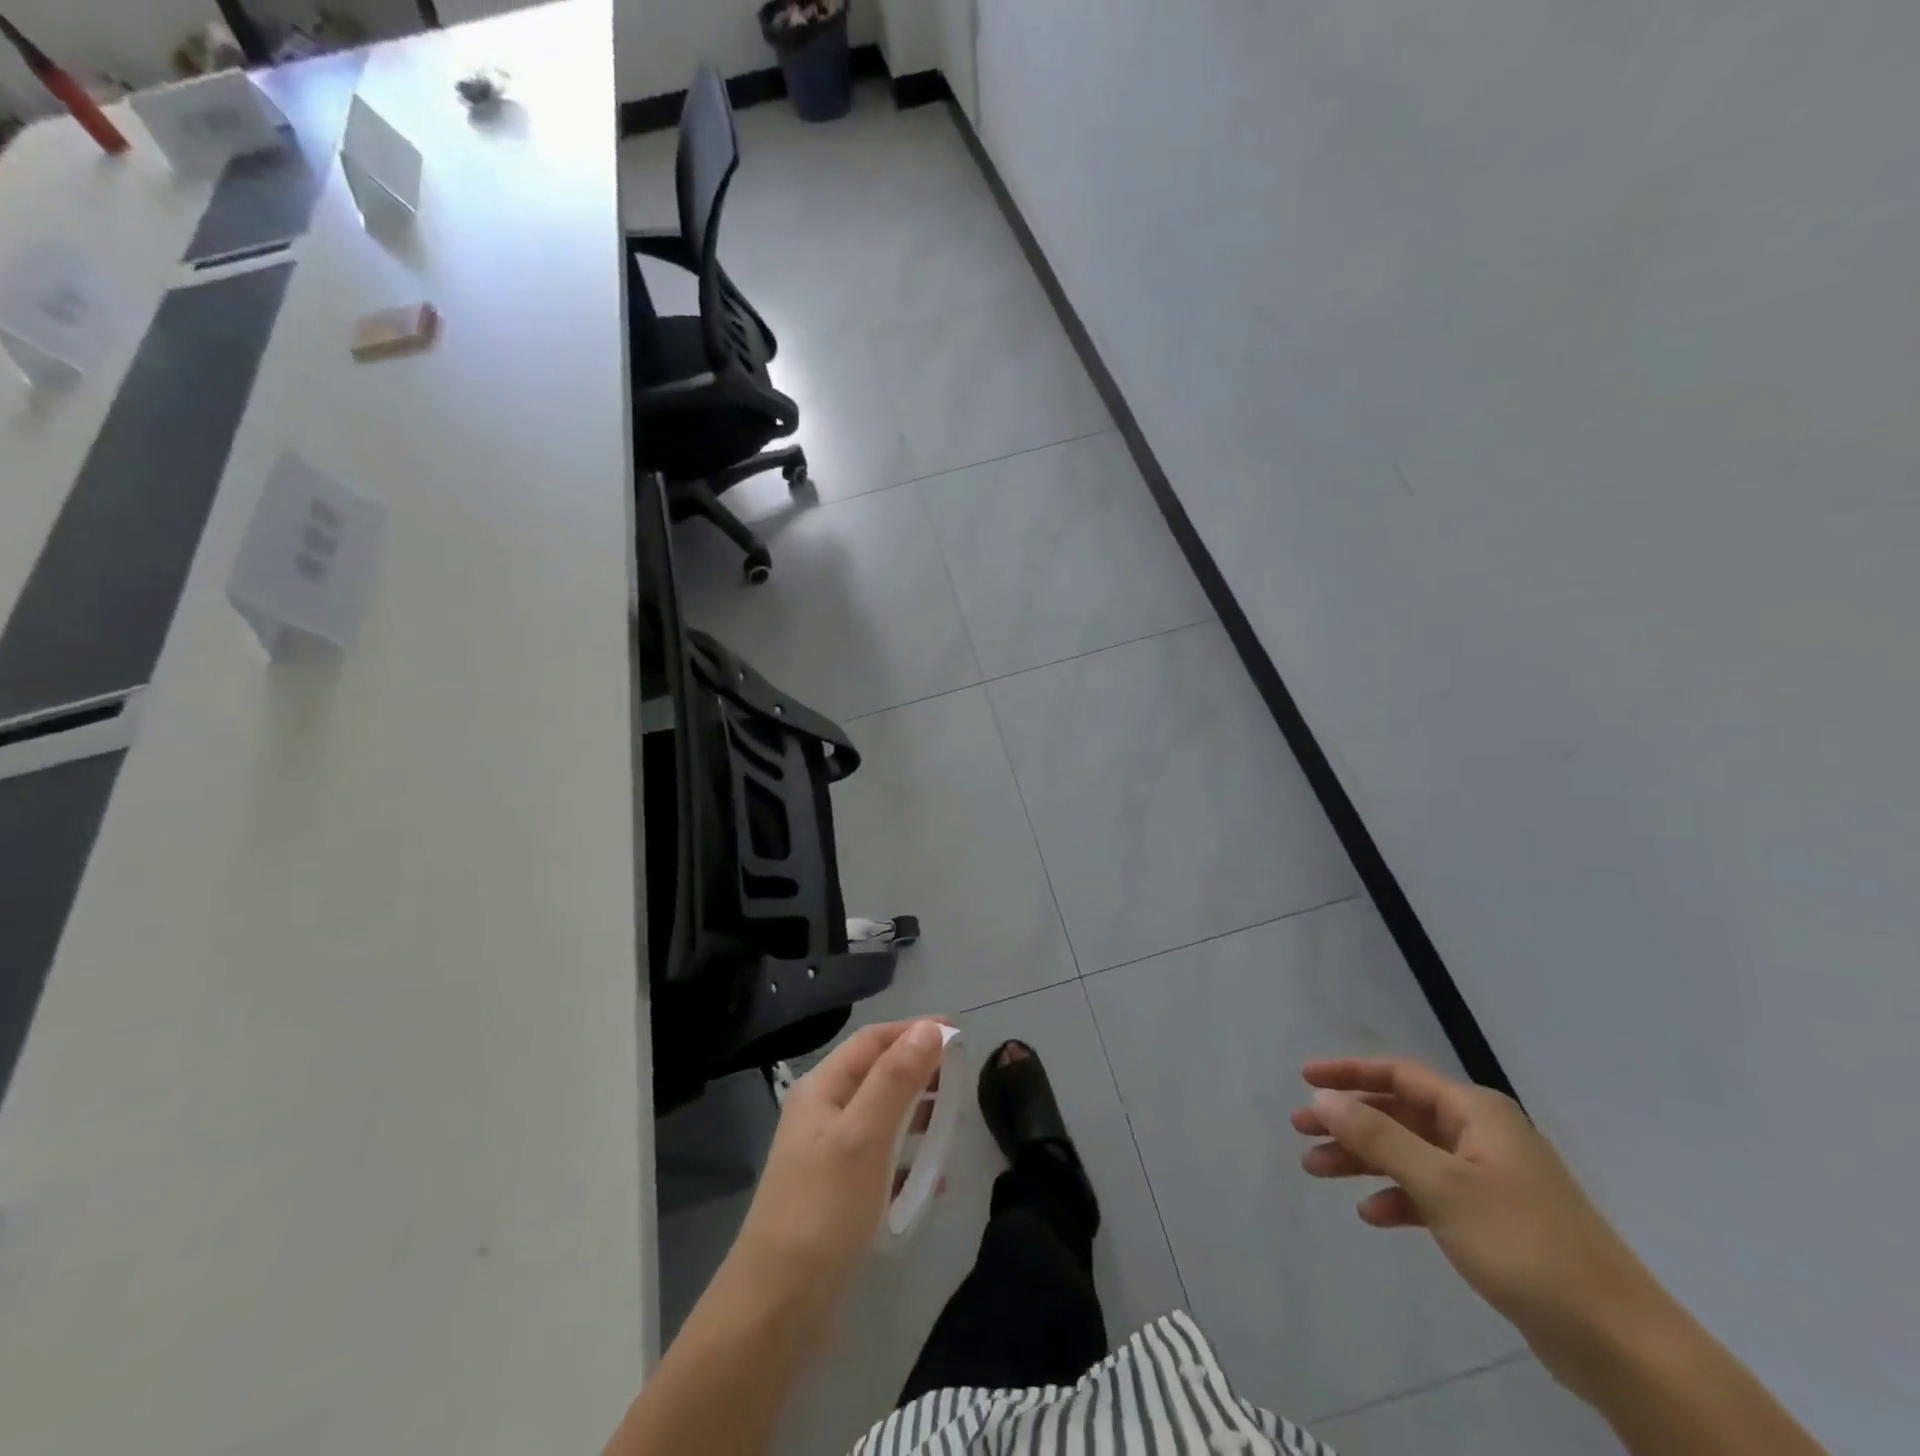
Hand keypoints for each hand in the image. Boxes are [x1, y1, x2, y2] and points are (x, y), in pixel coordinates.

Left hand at [728, 1019, 947, 1321]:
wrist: (776, 1309)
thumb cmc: (822, 1209)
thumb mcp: (864, 1135)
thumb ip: (896, 1079)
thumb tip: (929, 1028)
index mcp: (822, 1089)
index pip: (873, 1040)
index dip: (914, 1031)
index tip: (958, 1035)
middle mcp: (823, 1113)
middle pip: (878, 1075)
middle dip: (920, 1071)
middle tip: (962, 1079)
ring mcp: (829, 1155)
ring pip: (882, 1117)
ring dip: (918, 1115)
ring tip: (954, 1123)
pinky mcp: (839, 1194)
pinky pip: (882, 1160)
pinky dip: (909, 1160)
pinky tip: (934, 1179)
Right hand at [1293, 1056, 1670, 1392]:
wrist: (1618, 1343)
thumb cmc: (1524, 1245)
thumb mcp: (1441, 1185)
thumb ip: (1378, 1136)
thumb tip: (1323, 1097)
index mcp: (1476, 1113)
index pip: (1398, 1074)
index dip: (1348, 1072)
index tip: (1304, 1078)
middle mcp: (1481, 1135)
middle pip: (1399, 1113)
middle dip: (1348, 1120)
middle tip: (1300, 1129)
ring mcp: (1489, 1178)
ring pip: (1409, 1153)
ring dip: (1363, 1159)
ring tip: (1315, 1169)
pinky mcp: (1493, 1220)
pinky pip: (1430, 1193)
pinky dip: (1397, 1197)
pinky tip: (1372, 1215)